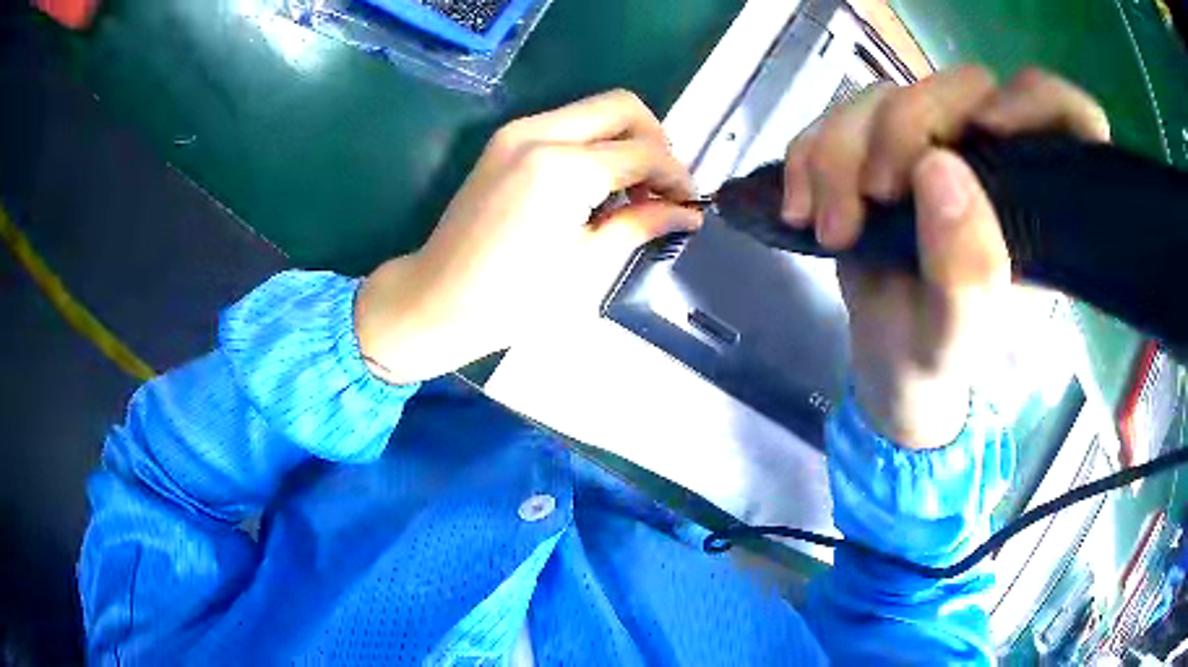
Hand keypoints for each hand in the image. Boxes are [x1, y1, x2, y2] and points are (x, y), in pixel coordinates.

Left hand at [356, 90, 699, 384]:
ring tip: (632, 192)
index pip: (643, 151)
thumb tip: (687, 213)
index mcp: (563, 167)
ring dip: (625, 141)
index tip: (688, 205)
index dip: (676, 176)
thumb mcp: (587, 265)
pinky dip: (594, 145)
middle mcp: (540, 132)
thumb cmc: (512, 299)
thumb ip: (640, 224)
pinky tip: (596, 186)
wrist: (436, 300)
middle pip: (622, 106)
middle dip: (655, 141)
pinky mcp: (504, 142)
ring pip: (594, 110)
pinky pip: (566, 124)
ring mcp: (516, 132)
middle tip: (662, 188)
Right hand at [782, 67, 1109, 447]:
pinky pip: (838, 116)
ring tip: (830, 228)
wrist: (884, 361)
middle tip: (875, 197)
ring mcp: (934, 144)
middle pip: (962, 87)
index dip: (1040, 102)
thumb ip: (966, 272)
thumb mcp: (955, 337)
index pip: (1070, 119)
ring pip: (887, 95)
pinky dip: (809, 155)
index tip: (991, 129)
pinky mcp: (879, 146)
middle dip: (905, 130)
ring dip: (841, 153)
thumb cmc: (934, 357)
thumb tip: (939, 167)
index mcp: (1037, 202)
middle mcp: (992, 158)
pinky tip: (801, 207)